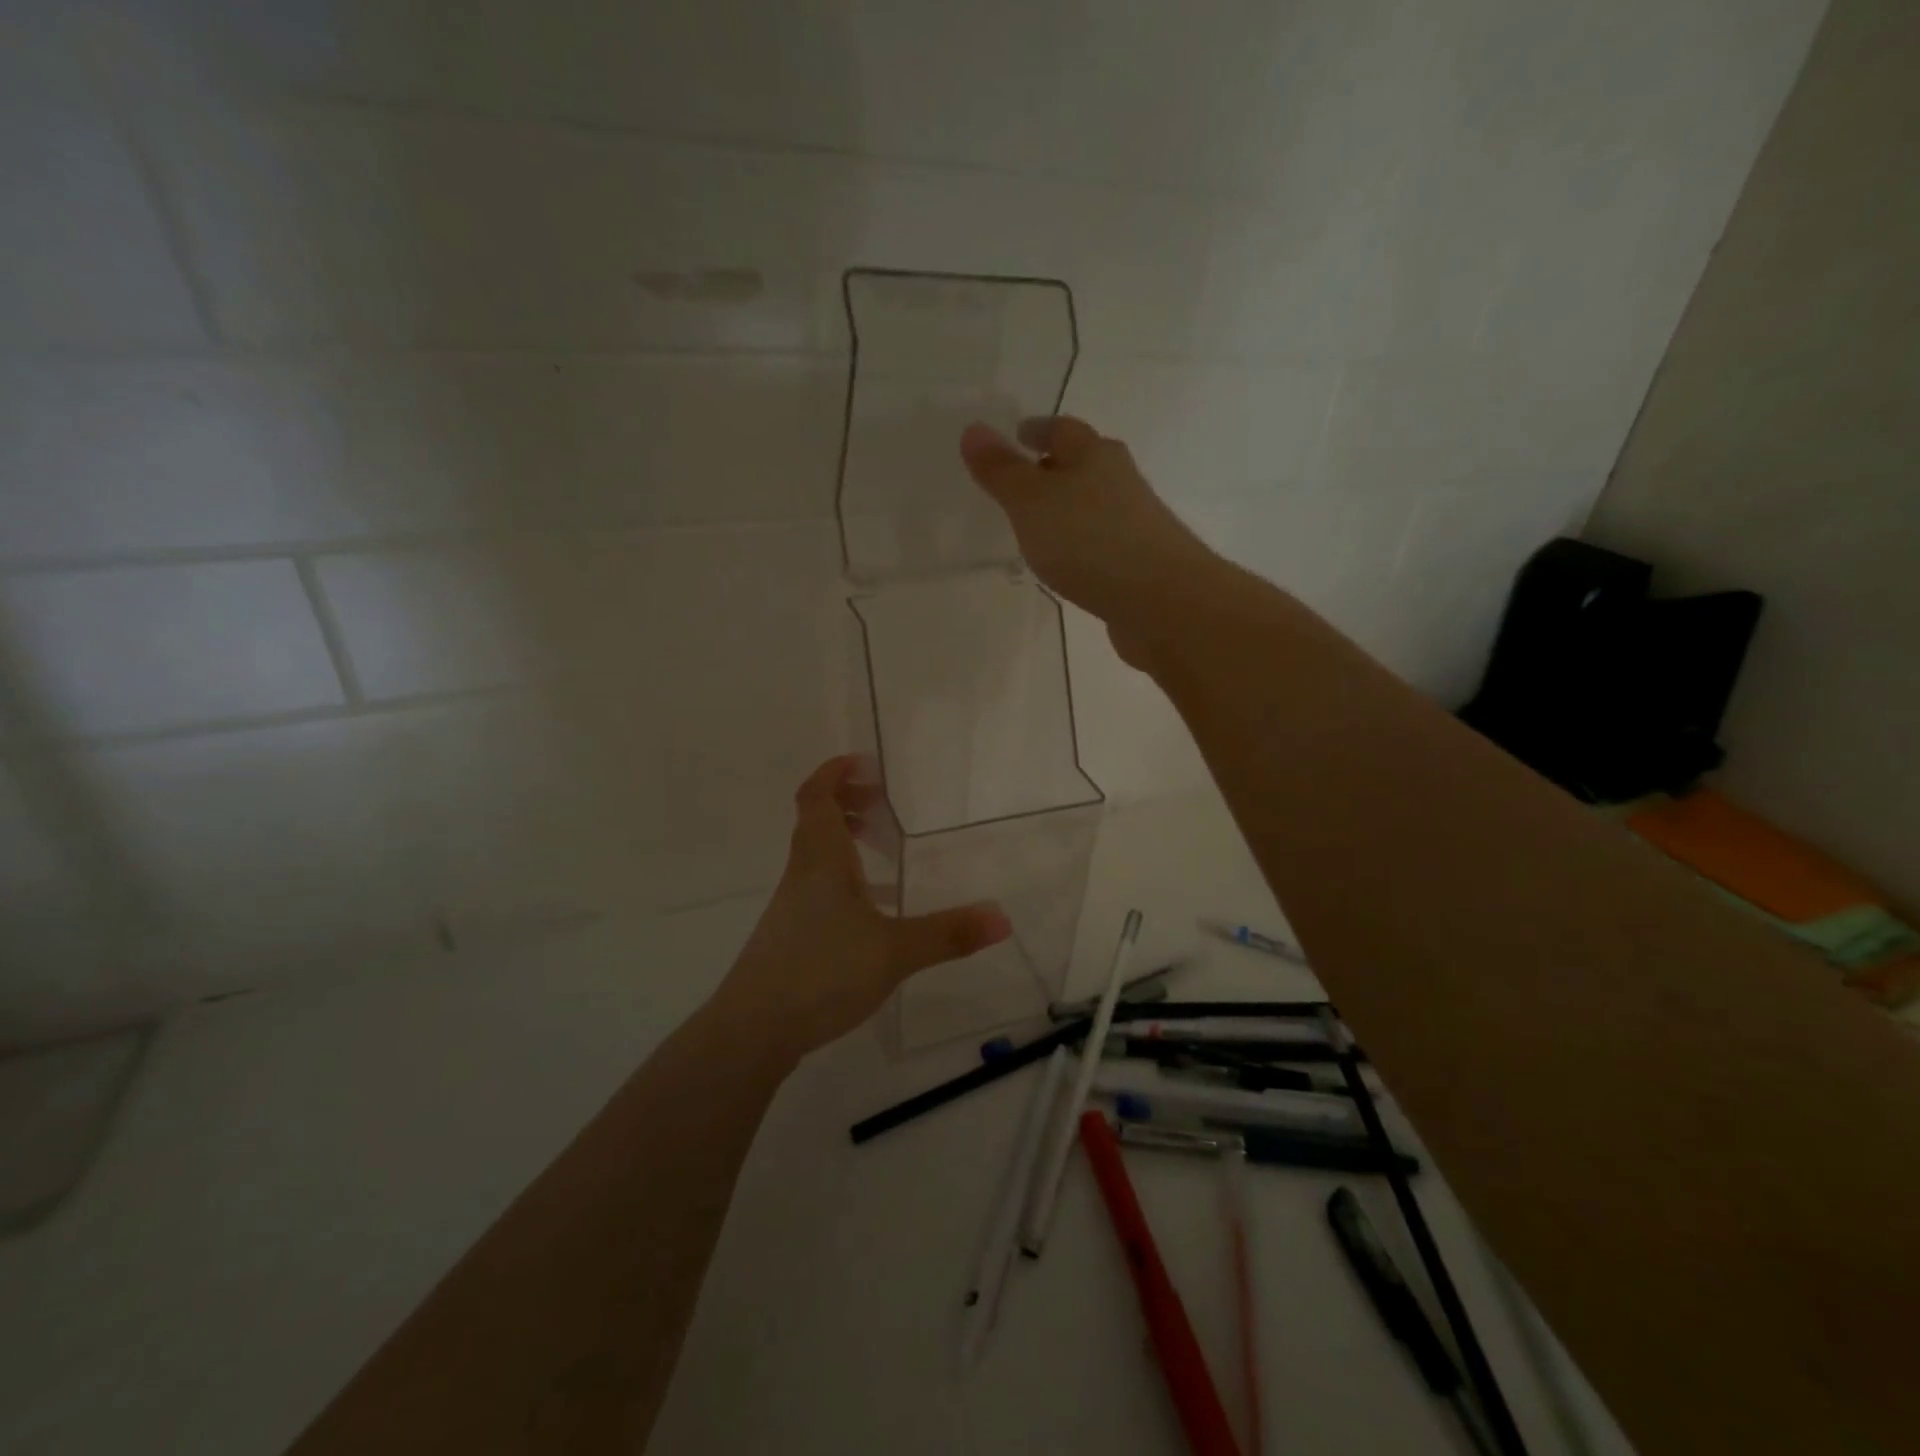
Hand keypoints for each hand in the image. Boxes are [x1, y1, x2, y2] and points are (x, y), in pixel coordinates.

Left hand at [713, 756, 1012, 1058]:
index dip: (835, 772)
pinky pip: (819, 890)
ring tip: (887, 854)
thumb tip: (1003, 917)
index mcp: (822, 860)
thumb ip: (948, 934)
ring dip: (848, 844)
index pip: (817, 796)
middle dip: (848, 804)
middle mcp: (802, 874)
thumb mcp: (895, 951)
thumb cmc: (821, 971)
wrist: (754, 1029)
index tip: (866, 764)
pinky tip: (873, 913)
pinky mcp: (790, 937)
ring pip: (818, 857)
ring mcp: (792, 906)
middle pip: (816, 821)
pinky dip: (846, 884)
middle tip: (884, 806)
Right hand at [958, 415, 1216, 667]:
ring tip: (1036, 525)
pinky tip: (1066, 563)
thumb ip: (1002, 471)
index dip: (1036, 430)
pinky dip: (1080, 544)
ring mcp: (1134, 524)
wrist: (1163, 602)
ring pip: (1093, 506)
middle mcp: (1119, 482)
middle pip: (1083, 465)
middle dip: (1053, 469)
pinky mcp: (1139, 564)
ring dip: (1067, 510)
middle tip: (1020, 482)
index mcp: (1094, 455)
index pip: (1061, 429)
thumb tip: (973, 428)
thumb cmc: (1091, 541)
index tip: (1016, 435)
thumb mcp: (1032, 503)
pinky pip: (1100, 543)